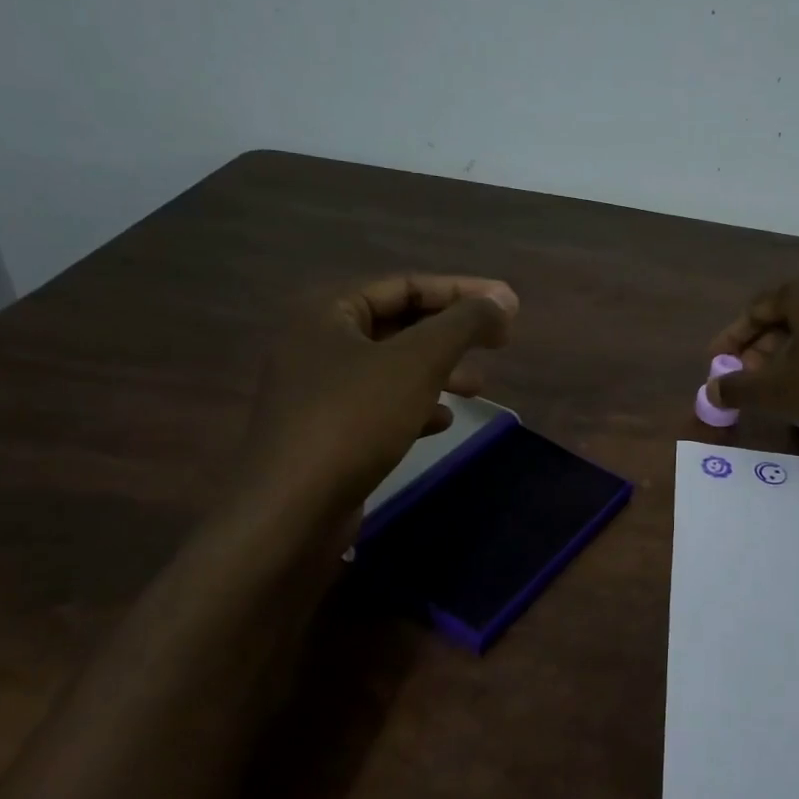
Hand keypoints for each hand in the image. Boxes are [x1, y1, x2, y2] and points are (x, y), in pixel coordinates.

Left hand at [232, 274, 517, 524]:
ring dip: (439, 372)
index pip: (406, 285)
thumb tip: (504, 298)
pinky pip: (379, 406)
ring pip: (392, 369)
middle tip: (499, 344)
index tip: (508, 307)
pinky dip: (415, 407)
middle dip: (452, 335)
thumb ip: (463, 324)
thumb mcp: (417, 362)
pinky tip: (442, 422)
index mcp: (328, 311)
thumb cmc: (354, 420)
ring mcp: (318, 391)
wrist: (290, 513)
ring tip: (479, 387)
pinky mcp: (325, 432)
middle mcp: (317, 343)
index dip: (461, 292)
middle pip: (399, 325)